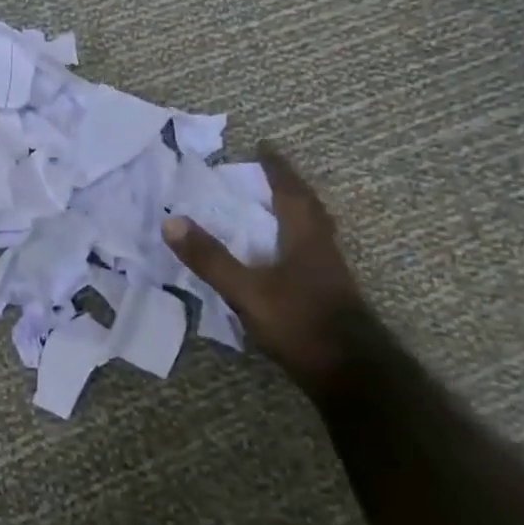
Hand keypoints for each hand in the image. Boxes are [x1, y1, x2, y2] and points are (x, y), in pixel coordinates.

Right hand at [161, 146, 369, 396]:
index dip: (278, 169)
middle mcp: (322, 251)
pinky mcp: (330, 298)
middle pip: (309, 209)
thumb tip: (171, 221)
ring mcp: (330, 276)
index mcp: (305, 239)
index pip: (291, 193)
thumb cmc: (301, 324)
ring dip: (295, 213)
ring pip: (313, 232)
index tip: (265, 147)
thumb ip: (210, 258)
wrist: (353, 377)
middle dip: (289, 188)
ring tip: (273, 207)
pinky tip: (279, 256)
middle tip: (269, 173)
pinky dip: (293, 242)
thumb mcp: (246, 290)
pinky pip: (309, 254)